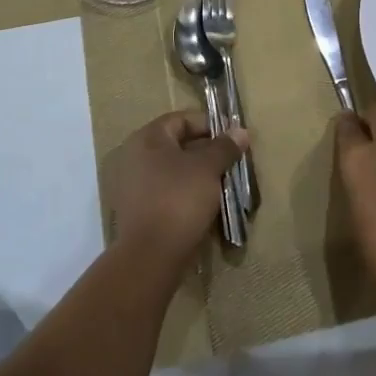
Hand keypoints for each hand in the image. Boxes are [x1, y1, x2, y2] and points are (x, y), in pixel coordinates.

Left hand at [106, 111, 247, 268]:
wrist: (150, 255)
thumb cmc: (179, 199)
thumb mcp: (208, 168)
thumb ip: (224, 147)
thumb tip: (240, 131)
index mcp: (148, 138)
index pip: (182, 119)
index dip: (210, 125)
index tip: (233, 139)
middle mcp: (135, 156)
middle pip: (178, 144)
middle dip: (208, 151)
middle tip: (232, 162)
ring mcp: (134, 185)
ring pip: (174, 170)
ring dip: (199, 174)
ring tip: (224, 184)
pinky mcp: (139, 210)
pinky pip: (168, 191)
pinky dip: (187, 193)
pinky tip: (207, 204)